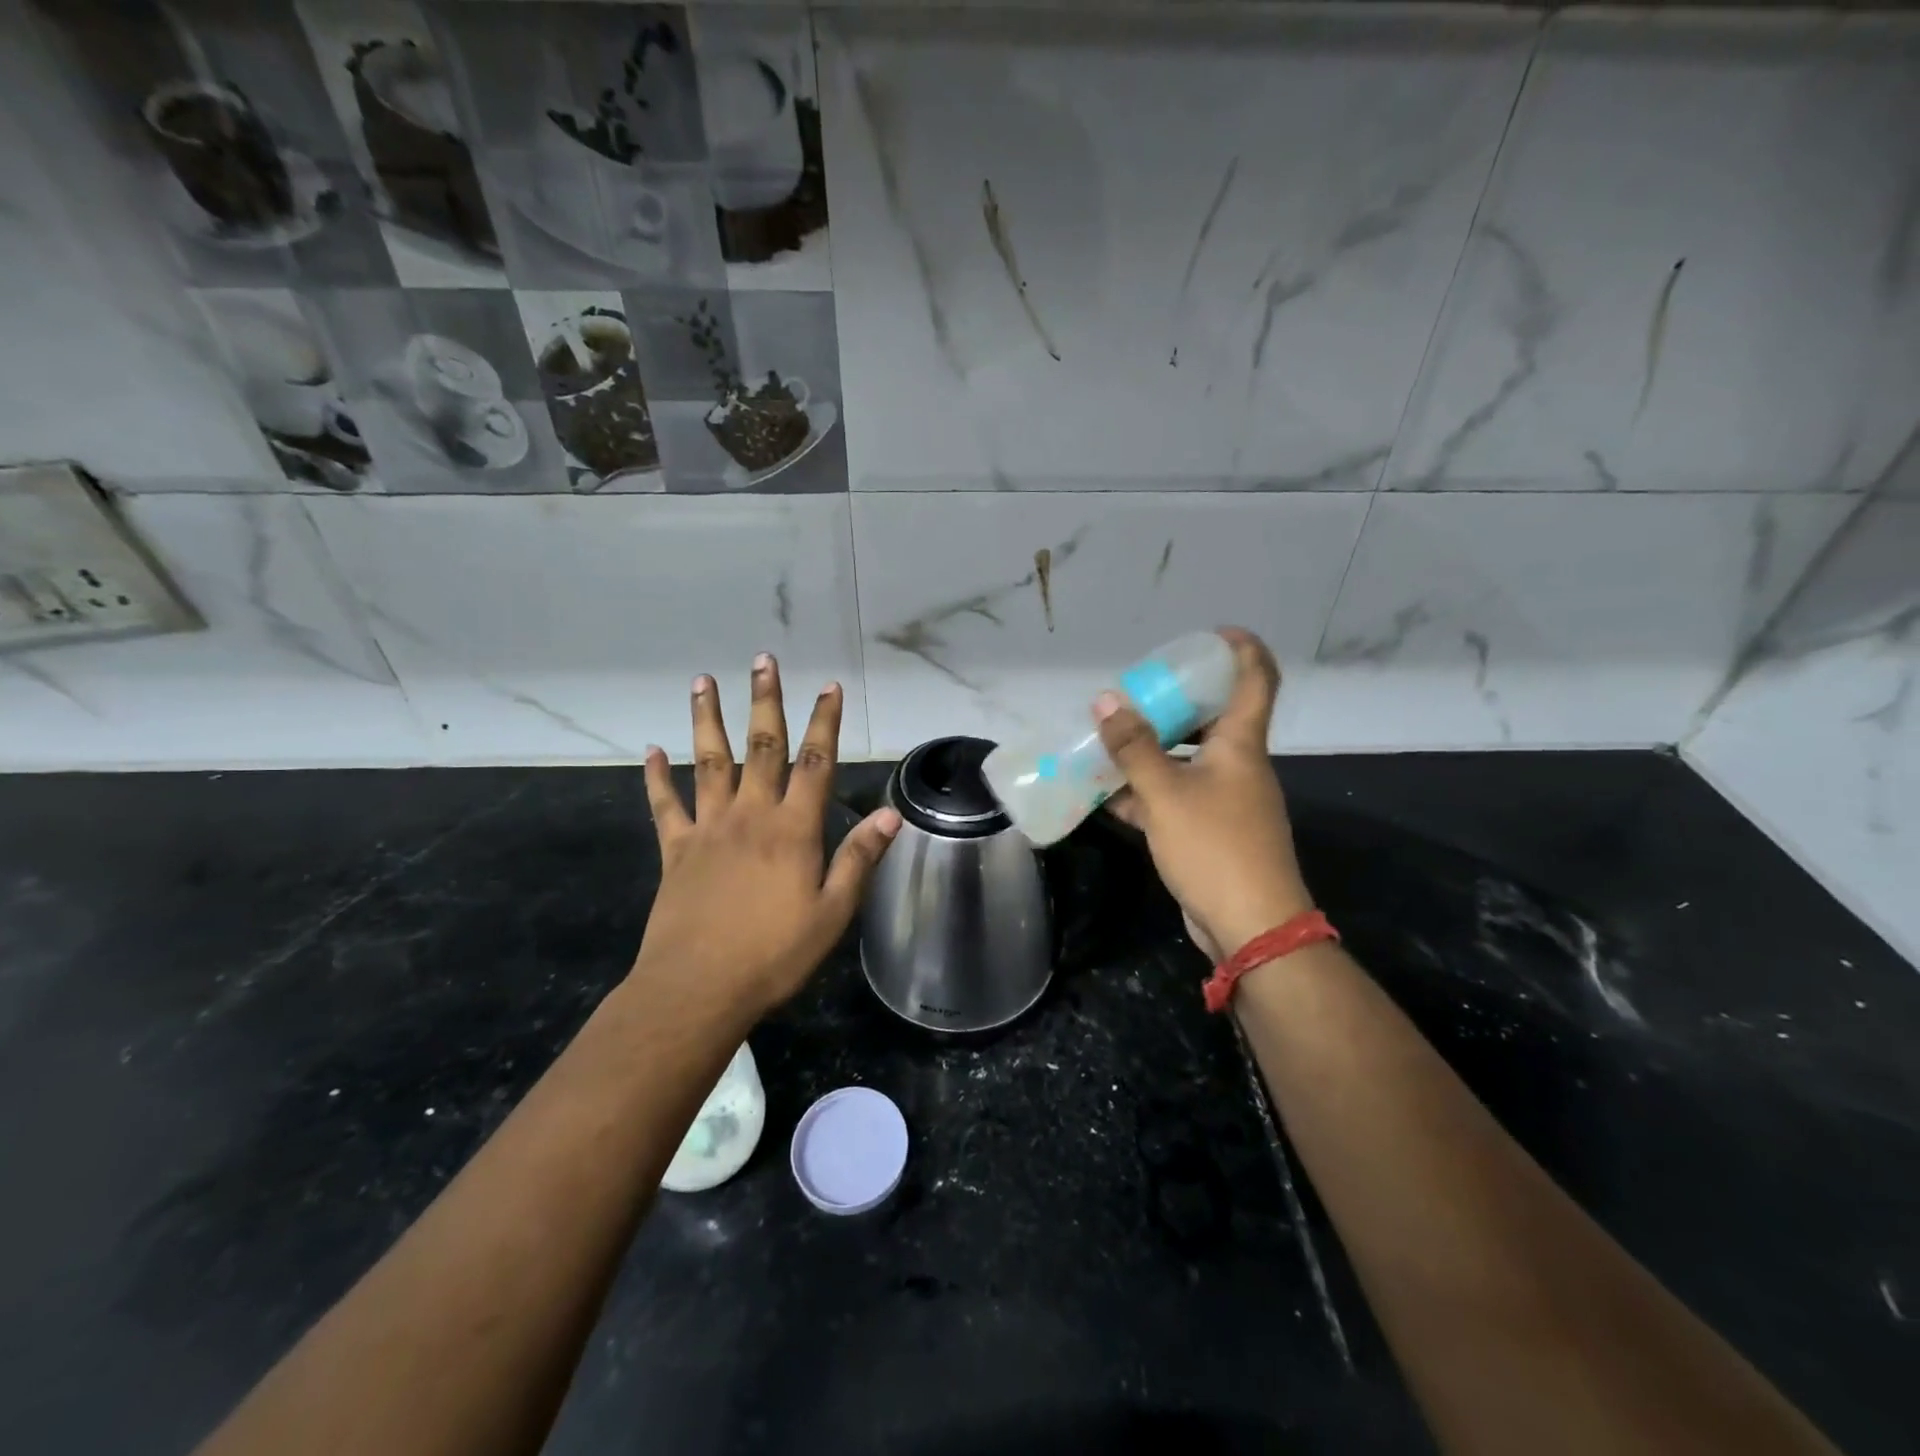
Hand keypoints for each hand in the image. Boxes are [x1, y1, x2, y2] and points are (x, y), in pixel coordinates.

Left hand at [636, 654, 901, 1019]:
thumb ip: (859, 859)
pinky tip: (650, 752)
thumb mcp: (832, 913)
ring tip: (704, 681)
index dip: (825, 722)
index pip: (816, 763)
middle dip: (765, 701)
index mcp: (793, 830)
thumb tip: (890, 814)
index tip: (829, 687)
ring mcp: (709, 829)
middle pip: (761, 747)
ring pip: (709, 762)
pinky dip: (657, 778)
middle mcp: (751, 815)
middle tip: (763, 661)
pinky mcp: (676, 850)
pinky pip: (665, 806)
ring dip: (708, 720)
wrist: (697, 989)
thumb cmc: (773, 954)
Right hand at [1098, 628, 1311, 961]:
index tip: (1210, 634)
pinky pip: (1173, 798)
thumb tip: (1106, 701)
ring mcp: (1225, 801)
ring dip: (1150, 750)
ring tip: (1108, 739)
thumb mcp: (1165, 793)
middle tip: (1135, 693)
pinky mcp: (1209, 832)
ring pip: (1186, 761)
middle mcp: (1237, 766)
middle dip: (1173, 702)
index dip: (1241, 649)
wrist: (1251, 926)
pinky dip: (1144, 792)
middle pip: (1212, 718)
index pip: (1256, 679)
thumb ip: (1134, 748)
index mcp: (1240, 744)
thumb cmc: (1214, 847)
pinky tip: (1105, 794)